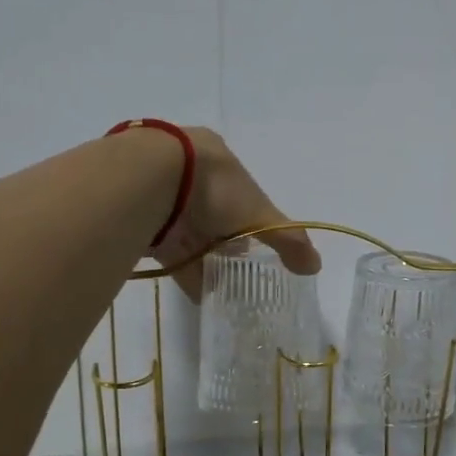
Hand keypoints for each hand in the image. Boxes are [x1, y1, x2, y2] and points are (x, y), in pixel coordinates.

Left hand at [151, 127, 320, 300]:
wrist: (148, 181)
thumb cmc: (214, 187)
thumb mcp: (259, 213)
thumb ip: (288, 240)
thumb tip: (315, 266)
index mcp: (218, 159)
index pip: (241, 192)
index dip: (250, 218)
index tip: (255, 244)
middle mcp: (188, 173)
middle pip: (214, 214)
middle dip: (225, 242)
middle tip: (239, 269)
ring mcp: (160, 194)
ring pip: (190, 233)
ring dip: (205, 261)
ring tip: (223, 290)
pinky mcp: (140, 219)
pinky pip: (169, 252)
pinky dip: (186, 273)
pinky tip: (201, 296)